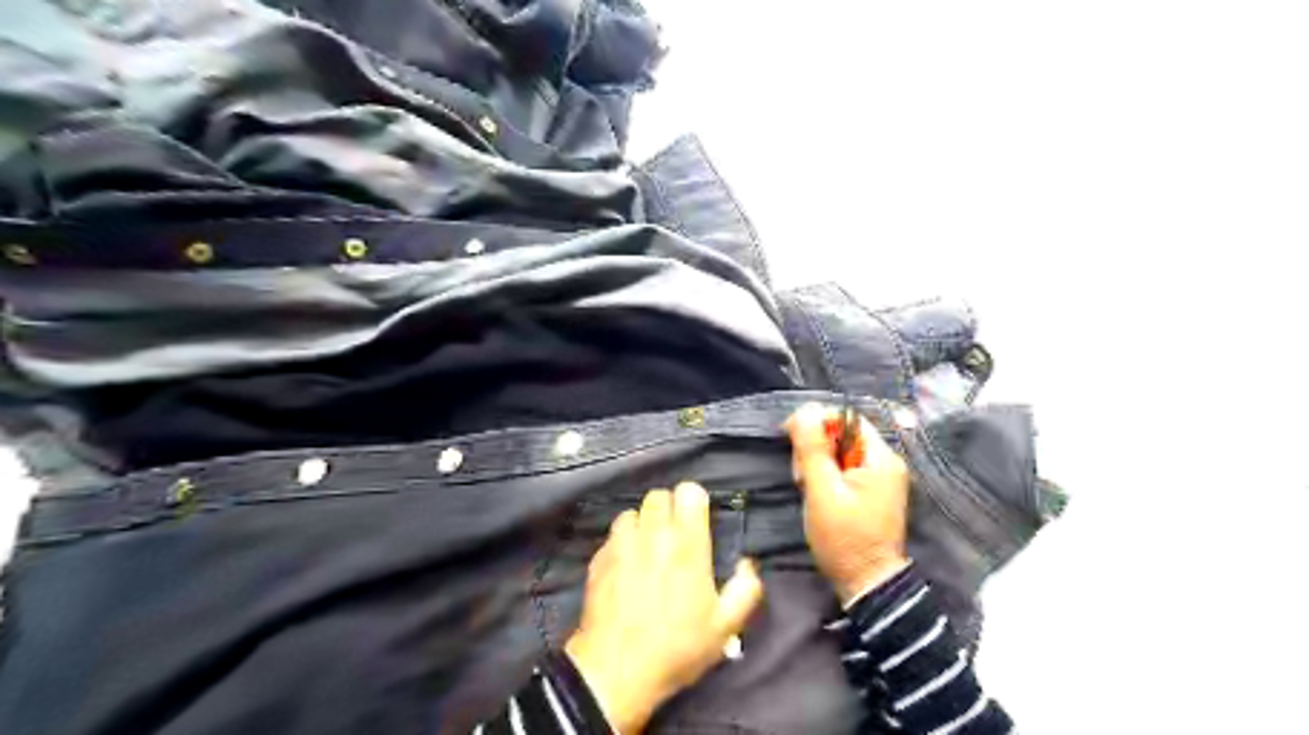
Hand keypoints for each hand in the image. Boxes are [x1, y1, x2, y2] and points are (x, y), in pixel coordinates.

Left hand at [565, 485, 767, 731]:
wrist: (616, 670)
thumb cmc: (677, 647)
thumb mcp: (724, 627)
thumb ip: (745, 589)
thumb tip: (747, 564)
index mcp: (687, 544)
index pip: (689, 491)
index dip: (695, 501)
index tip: (698, 518)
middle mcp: (652, 535)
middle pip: (658, 495)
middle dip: (669, 508)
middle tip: (674, 534)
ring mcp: (621, 544)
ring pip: (632, 512)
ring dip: (642, 523)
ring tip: (648, 547)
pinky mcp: (598, 558)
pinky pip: (612, 535)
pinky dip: (622, 542)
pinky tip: (626, 566)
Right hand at [786, 406, 913, 605]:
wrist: (867, 584)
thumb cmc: (844, 538)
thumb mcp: (822, 491)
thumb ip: (813, 449)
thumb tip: (804, 411)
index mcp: (880, 458)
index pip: (846, 418)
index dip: (816, 421)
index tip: (789, 436)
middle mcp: (886, 462)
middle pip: (843, 434)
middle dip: (815, 448)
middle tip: (800, 476)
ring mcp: (881, 478)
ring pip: (841, 452)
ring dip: (818, 463)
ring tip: (807, 488)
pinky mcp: (873, 492)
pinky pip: (846, 469)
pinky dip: (827, 476)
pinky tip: (817, 493)